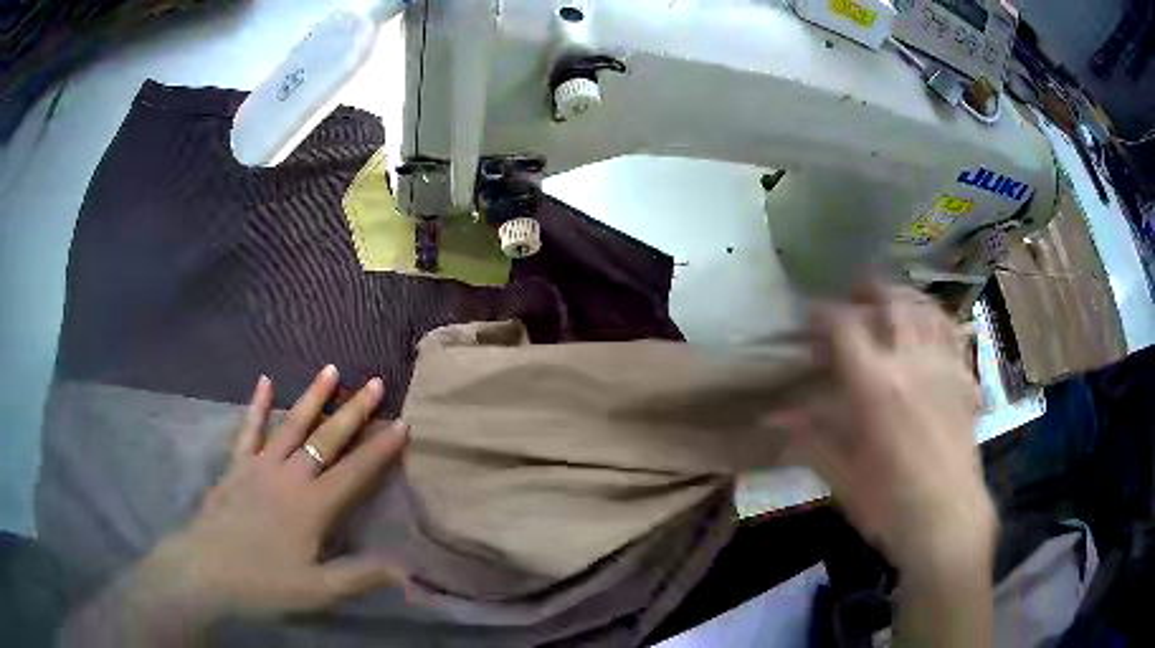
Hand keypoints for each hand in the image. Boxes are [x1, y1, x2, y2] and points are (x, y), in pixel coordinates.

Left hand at [130, 367, 410, 627]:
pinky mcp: (236, 465)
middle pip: (326, 438)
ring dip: (313, 396)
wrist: (205, 571)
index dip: (381, 448)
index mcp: (312, 506)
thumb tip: (407, 569)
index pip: (355, 472)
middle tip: (377, 383)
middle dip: (354, 411)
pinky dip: (257, 404)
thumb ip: (361, 577)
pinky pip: (248, 429)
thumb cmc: (263, 583)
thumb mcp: (317, 591)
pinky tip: (265, 381)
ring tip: (331, 369)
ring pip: (291, 424)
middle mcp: (289, 476)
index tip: (403, 423)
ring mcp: (259, 466)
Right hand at [779, 284, 995, 578]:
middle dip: (869, 290)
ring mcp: (943, 367)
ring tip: (891, 300)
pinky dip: (937, 318)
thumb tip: (775, 413)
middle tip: (854, 297)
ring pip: (926, 309)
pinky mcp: (964, 379)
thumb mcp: (842, 476)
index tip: (812, 320)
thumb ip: (812, 436)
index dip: (824, 315)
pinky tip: (930, 325)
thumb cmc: (889, 504)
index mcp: (875, 386)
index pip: (845, 327)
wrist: (947, 519)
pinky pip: (953, 332)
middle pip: (892, 301)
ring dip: (904, 296)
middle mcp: (911, 363)